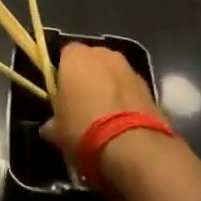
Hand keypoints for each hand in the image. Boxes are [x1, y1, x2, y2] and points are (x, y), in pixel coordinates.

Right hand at [41, 43, 163, 179]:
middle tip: (81, 105)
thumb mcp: (57, 131)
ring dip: (109, 88)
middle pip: (92, 61)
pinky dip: (127, 101)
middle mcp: (104, 54)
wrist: (132, 147)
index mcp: (76, 56)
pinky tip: (123, 124)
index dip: (62, 74)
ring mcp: (130, 68)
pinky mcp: (149, 87)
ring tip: (105, 118)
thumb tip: (50, 127)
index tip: (61, 95)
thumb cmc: (83, 129)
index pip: (65, 55)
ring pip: (113, 75)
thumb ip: (53, 122)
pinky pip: (130, 90)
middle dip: (88, 78)